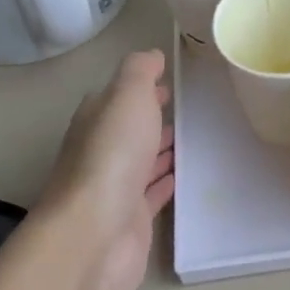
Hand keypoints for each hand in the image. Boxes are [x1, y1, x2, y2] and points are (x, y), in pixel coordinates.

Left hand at [41, 50, 175, 289]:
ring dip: (162, 150)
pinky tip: (185, 176)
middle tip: (187, 109)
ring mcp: (115, 188)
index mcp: (95, 120)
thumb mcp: (127, 95)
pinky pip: (153, 194)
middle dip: (152, 119)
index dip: (141, 88)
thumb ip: (139, 71)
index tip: (170, 82)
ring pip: (142, 161)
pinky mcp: (131, 219)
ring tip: (194, 138)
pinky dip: (166, 182)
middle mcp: (100, 151)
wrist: (95, 234)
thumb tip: (152, 55)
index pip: (116, 97)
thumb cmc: (112, 155)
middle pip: (129, 130)